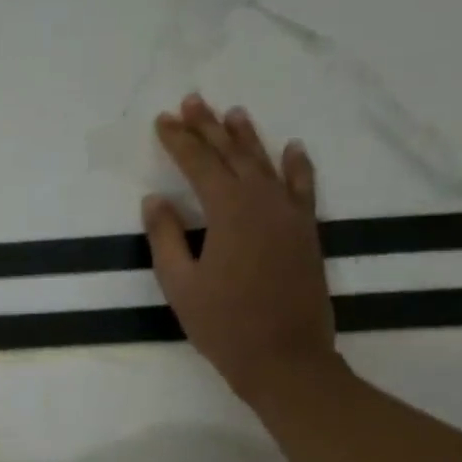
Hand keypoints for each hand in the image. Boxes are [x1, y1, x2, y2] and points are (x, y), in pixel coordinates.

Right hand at [142, 94, 336, 403]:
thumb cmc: (223, 324)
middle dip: (209, 128)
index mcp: (229, 212)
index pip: (200, 165)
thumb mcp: (179, 283)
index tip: (163, 120)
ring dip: (247, 138)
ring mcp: (291, 216)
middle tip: (191, 102)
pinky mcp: (306, 233)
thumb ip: (166, 236)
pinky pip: (302, 187)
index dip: (179, 141)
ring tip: (232, 114)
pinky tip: (291, 147)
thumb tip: (155, 200)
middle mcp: (264, 203)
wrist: (285, 359)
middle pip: (234, 156)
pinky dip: (296, 165)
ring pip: (267, 165)